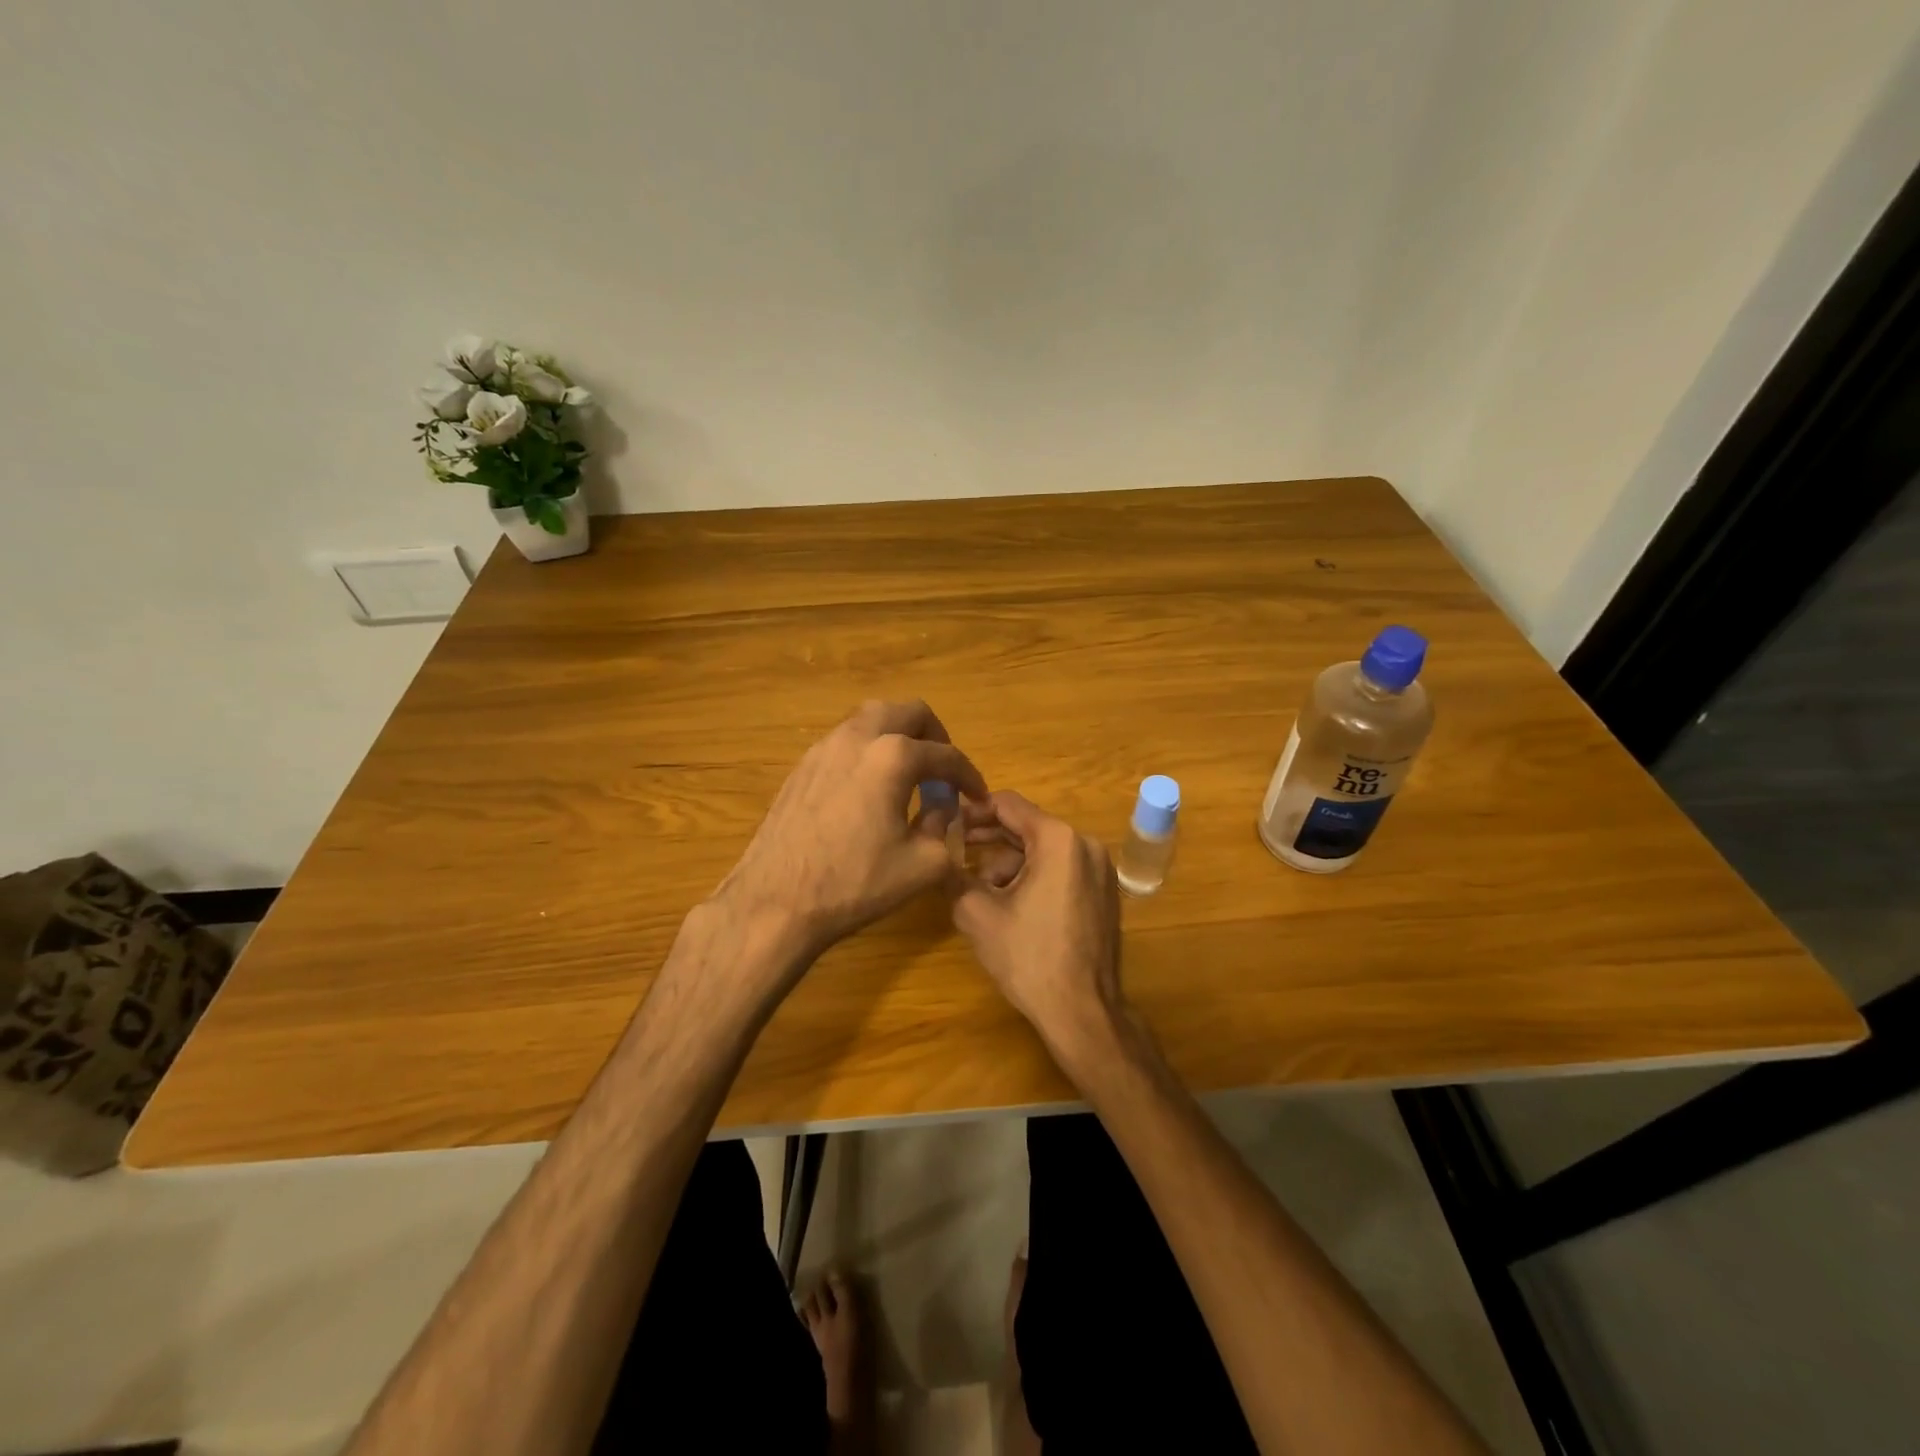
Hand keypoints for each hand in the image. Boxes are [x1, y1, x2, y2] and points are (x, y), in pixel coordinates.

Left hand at [715, 699, 987, 973]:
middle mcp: (858, 738)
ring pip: (871, 719)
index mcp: (893, 757)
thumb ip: (944, 827)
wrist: (776, 903)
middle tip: (943, 771)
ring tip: (909, 775)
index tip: (978, 797)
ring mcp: (824, 748)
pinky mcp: (801, 766)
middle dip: (934, 737)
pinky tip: (870, 789)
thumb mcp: (924, 864)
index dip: (969, 776)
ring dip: (898, 737)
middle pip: (908, 713)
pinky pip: (846, 741)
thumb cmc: (856, 884)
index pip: (946, 756)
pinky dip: (869, 751)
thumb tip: (943, 809)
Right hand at [947, 790, 1124, 1062]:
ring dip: (1009, 864)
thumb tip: (938, 856)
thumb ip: (953, 875)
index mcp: (1058, 840)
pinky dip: (1034, 877)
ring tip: (981, 892)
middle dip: (989, 838)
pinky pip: (1062, 869)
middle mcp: (1085, 844)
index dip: (973, 810)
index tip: (947, 822)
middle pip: (1028, 826)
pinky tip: (1011, 905)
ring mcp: (1100, 869)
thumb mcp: (977, 914)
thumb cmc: (1029, 957)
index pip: (1009, 804)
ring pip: (1043, 850)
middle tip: (954, 850)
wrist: (1083, 1011)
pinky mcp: (1104, 892)